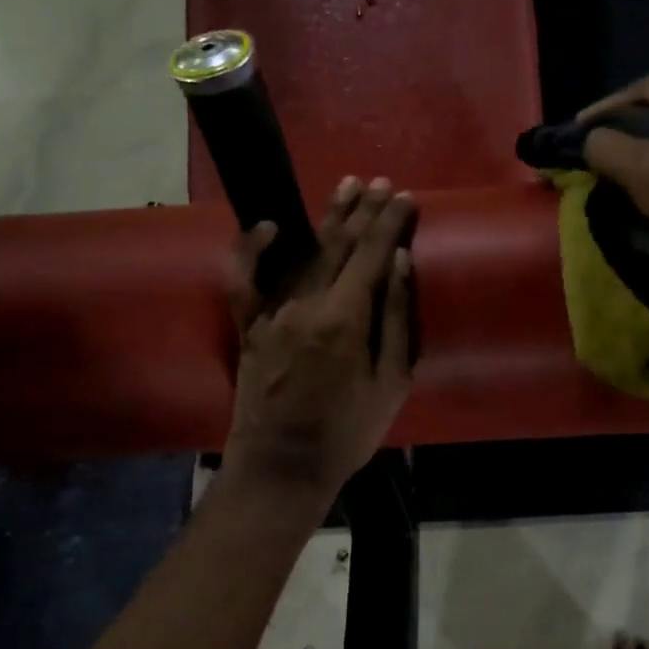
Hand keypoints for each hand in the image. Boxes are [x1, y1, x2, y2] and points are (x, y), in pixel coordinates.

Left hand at [221, 177, 416, 501]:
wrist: (283, 466)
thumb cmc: (347, 432)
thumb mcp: (391, 383)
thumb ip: (396, 318)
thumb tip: (399, 263)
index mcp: (345, 317)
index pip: (372, 254)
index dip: (390, 222)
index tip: (405, 198)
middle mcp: (305, 303)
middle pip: (339, 244)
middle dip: (363, 211)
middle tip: (380, 182)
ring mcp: (271, 312)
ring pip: (302, 252)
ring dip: (326, 218)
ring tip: (345, 187)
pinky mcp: (248, 326)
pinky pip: (243, 279)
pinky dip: (251, 248)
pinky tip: (266, 225)